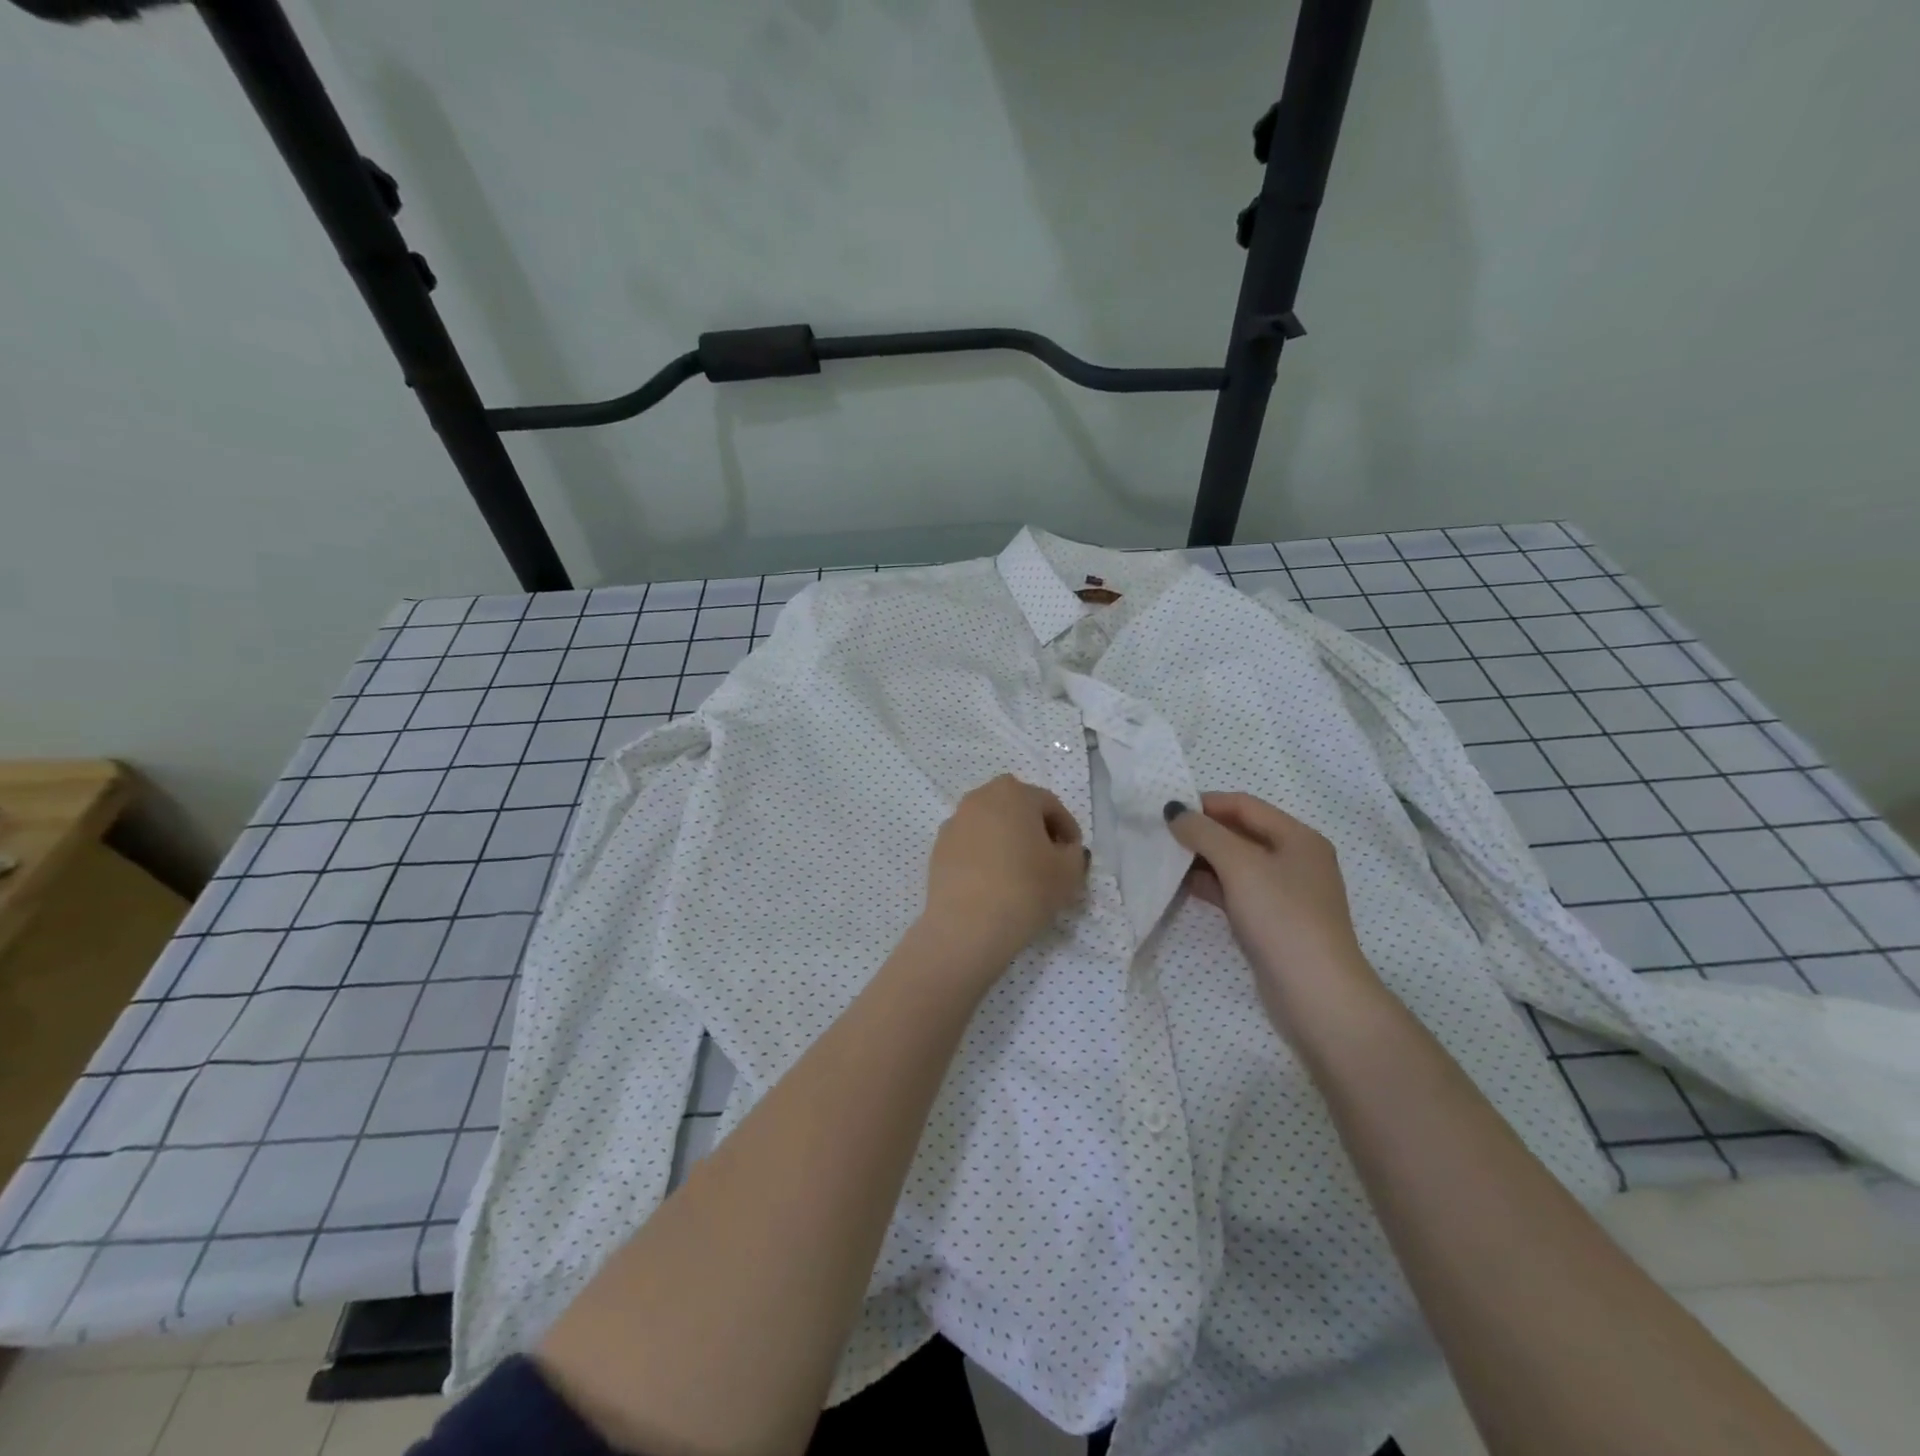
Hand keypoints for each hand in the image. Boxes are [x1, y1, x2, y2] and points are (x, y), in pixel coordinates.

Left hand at [921, 775, 1087, 969]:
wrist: (967, 925)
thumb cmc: (1026, 889)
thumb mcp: (1069, 872)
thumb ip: (1075, 853)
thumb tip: (1064, 850)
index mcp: (1013, 793)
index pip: (1050, 805)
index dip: (1068, 829)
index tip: (1074, 854)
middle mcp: (979, 798)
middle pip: (1017, 809)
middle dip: (1035, 830)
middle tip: (1049, 860)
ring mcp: (954, 822)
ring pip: (991, 826)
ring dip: (1008, 841)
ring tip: (1020, 873)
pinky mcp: (938, 848)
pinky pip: (971, 846)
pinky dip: (985, 856)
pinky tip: (994, 883)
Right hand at [1164, 793, 1382, 1020]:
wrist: (1316, 993)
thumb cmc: (1281, 916)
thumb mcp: (1240, 865)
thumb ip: (1204, 832)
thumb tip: (1174, 810)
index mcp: (1298, 837)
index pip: (1244, 805)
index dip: (1205, 803)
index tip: (1167, 810)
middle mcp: (1296, 860)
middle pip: (1241, 833)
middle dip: (1202, 831)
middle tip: (1162, 835)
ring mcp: (1285, 893)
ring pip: (1236, 864)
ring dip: (1203, 859)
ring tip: (1166, 859)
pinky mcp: (1273, 922)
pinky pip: (1237, 891)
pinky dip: (1212, 885)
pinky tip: (1184, 887)